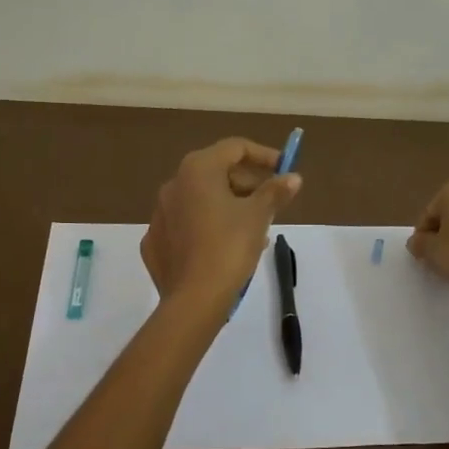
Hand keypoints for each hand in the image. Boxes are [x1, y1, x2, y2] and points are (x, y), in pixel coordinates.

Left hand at [141, 138, 302, 305]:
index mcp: (197, 170)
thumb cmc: (229, 247)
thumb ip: (275, 191)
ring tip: (255, 231)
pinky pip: (187, 226)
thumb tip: (293, 177)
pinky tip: (224, 248)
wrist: (193, 300)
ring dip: (229, 207)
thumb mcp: (258, 216)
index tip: (284, 169)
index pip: (235, 148)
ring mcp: (160, 214)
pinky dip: (207, 228)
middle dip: (248, 185)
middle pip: (217, 173)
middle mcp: (173, 184)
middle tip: (272, 204)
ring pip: (202, 200)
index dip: (264, 156)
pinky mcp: (155, 242)